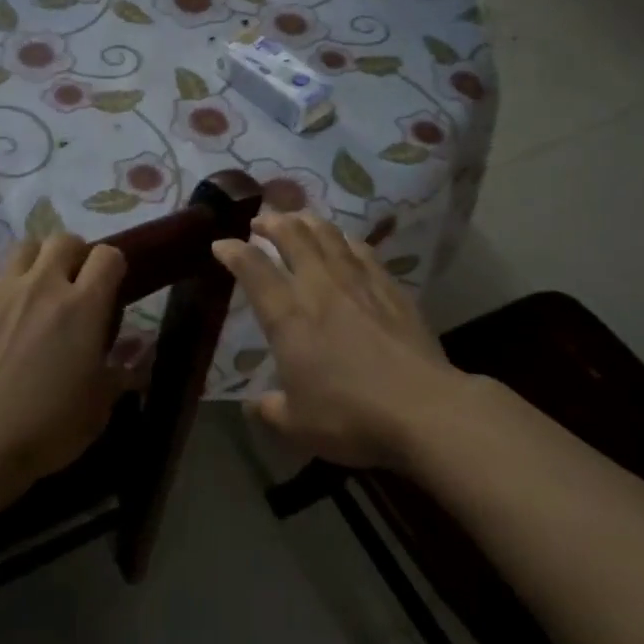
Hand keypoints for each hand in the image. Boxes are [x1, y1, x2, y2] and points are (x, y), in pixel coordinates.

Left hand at [0, 232, 126, 487]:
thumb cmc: (50, 425)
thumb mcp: (100, 404)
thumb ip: (121, 372)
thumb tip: (138, 356)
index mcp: (85, 306)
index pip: (108, 256)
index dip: (113, 265)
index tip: (110, 286)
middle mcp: (45, 285)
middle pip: (64, 240)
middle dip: (73, 254)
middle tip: (71, 281)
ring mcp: (3, 289)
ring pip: (24, 246)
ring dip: (34, 259)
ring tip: (32, 282)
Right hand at [213, 214, 461, 469]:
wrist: (423, 409)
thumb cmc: (350, 416)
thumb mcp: (297, 425)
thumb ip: (270, 410)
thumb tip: (255, 405)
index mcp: (288, 317)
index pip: (253, 270)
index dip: (232, 252)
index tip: (220, 245)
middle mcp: (319, 287)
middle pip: (292, 237)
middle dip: (271, 223)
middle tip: (260, 222)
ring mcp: (358, 283)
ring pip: (327, 235)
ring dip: (307, 221)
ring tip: (297, 219)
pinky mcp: (390, 288)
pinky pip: (363, 251)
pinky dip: (346, 239)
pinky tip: (345, 240)